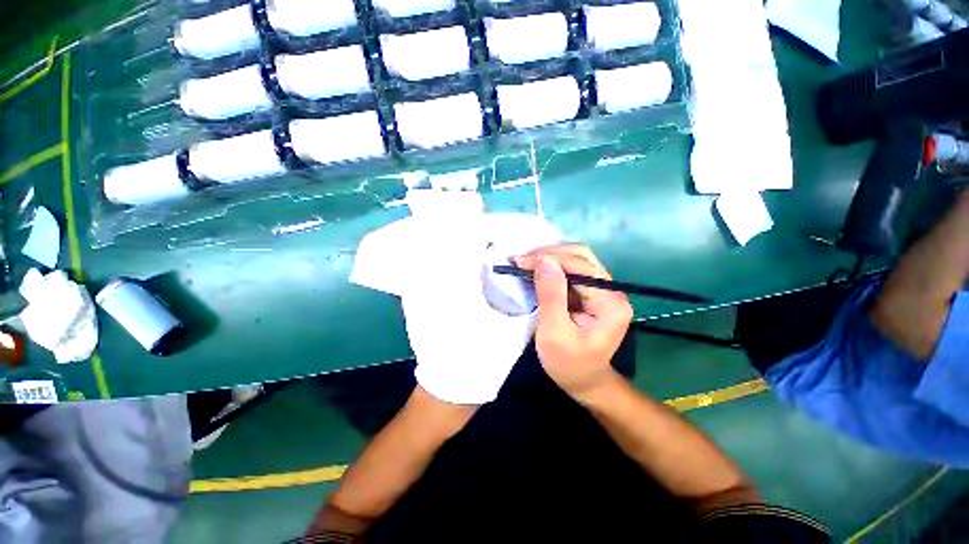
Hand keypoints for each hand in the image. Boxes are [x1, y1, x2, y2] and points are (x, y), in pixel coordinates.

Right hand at [515, 245, 632, 399]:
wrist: (585, 382)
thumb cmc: (569, 364)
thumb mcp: (554, 333)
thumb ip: (551, 295)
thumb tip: (544, 261)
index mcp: (610, 303)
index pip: (580, 267)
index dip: (549, 258)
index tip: (520, 261)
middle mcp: (612, 291)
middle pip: (582, 257)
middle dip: (549, 254)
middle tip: (522, 261)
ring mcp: (603, 290)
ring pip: (576, 260)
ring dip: (549, 259)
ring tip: (525, 263)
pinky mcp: (592, 293)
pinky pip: (572, 271)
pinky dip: (552, 268)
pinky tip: (536, 270)